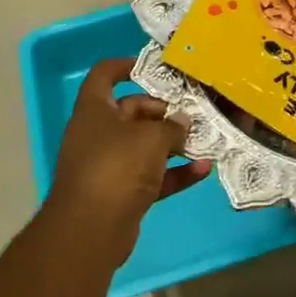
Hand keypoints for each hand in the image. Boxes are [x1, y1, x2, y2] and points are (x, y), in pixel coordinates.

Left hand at [48, 61, 212, 234]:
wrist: (90, 230)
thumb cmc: (117, 167)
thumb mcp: (151, 138)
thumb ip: (172, 127)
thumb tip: (182, 122)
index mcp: (95, 110)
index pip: (104, 75)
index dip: (127, 66)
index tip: (155, 68)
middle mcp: (98, 134)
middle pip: (132, 111)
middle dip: (164, 112)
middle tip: (194, 114)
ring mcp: (109, 165)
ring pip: (144, 146)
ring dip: (174, 144)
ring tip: (205, 140)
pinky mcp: (121, 193)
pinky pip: (152, 176)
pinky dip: (175, 173)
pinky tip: (203, 171)